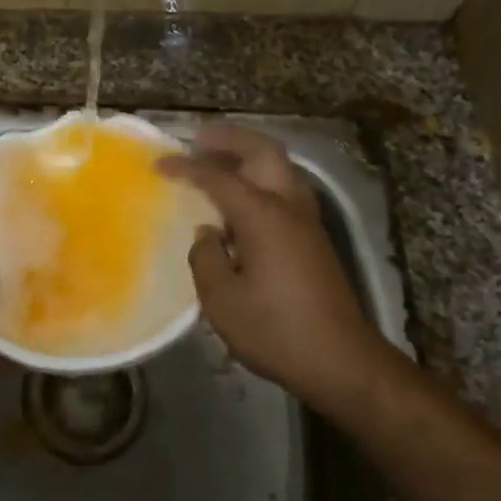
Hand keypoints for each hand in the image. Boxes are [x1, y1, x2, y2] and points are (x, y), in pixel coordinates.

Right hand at [158, 125, 385, 405]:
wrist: (341, 361)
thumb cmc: (276, 329)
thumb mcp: (222, 299)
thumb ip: (205, 258)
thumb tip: (207, 235)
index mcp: (263, 215)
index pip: (217, 177)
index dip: (186, 167)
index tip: (158, 164)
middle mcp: (289, 207)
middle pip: (263, 152)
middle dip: (230, 139)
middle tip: (198, 140)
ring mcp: (307, 222)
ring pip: (279, 168)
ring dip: (248, 156)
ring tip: (217, 163)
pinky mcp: (314, 239)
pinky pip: (284, 190)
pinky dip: (259, 179)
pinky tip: (239, 202)